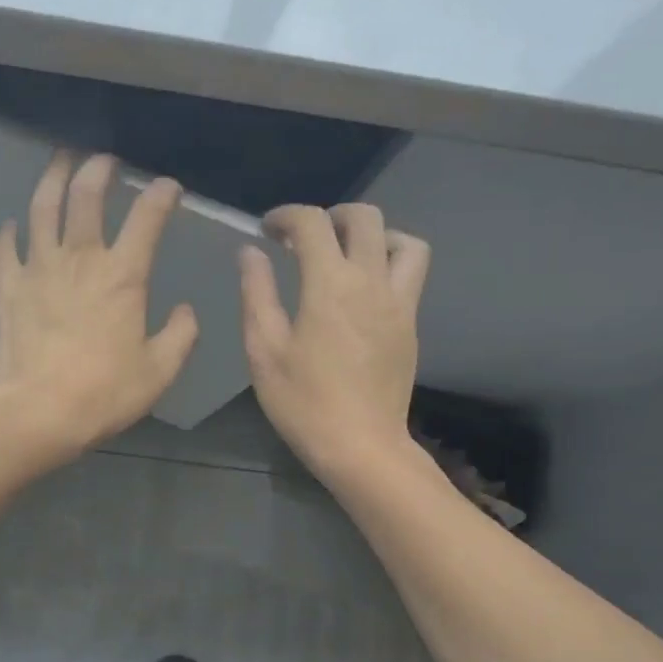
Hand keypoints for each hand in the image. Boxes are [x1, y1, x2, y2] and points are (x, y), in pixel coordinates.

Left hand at [0, 152, 198, 463]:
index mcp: (123, 276)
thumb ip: (180, 335)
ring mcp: (38, 269)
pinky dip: (10, 232)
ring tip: (60, 161)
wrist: (37, 413)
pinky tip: (13, 225)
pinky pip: (6, 248)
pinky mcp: (8, 288)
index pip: (147, 219)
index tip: (168, 187)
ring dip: (52, 179)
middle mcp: (80, 259)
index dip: (160, 195)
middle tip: (105, 160)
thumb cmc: (103, 393)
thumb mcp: (159, 371)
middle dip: (98, 169)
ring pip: (42, 208)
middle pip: (86, 196)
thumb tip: (185, 311)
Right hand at [240, 203, 430, 476]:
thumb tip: (251, 252)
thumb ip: (257, 293)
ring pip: (403, 241)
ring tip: (344, 256)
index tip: (267, 230)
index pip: (312, 223)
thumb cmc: (303, 402)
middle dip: (330, 216)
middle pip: (365, 218)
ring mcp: (399, 302)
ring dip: (373, 235)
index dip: (286, 216)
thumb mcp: (264, 350)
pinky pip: (411, 273)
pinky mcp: (410, 324)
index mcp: (329, 285)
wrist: (361, 446)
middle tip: (304, 240)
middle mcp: (371, 282)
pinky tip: (362, 290)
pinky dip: (388, 262)